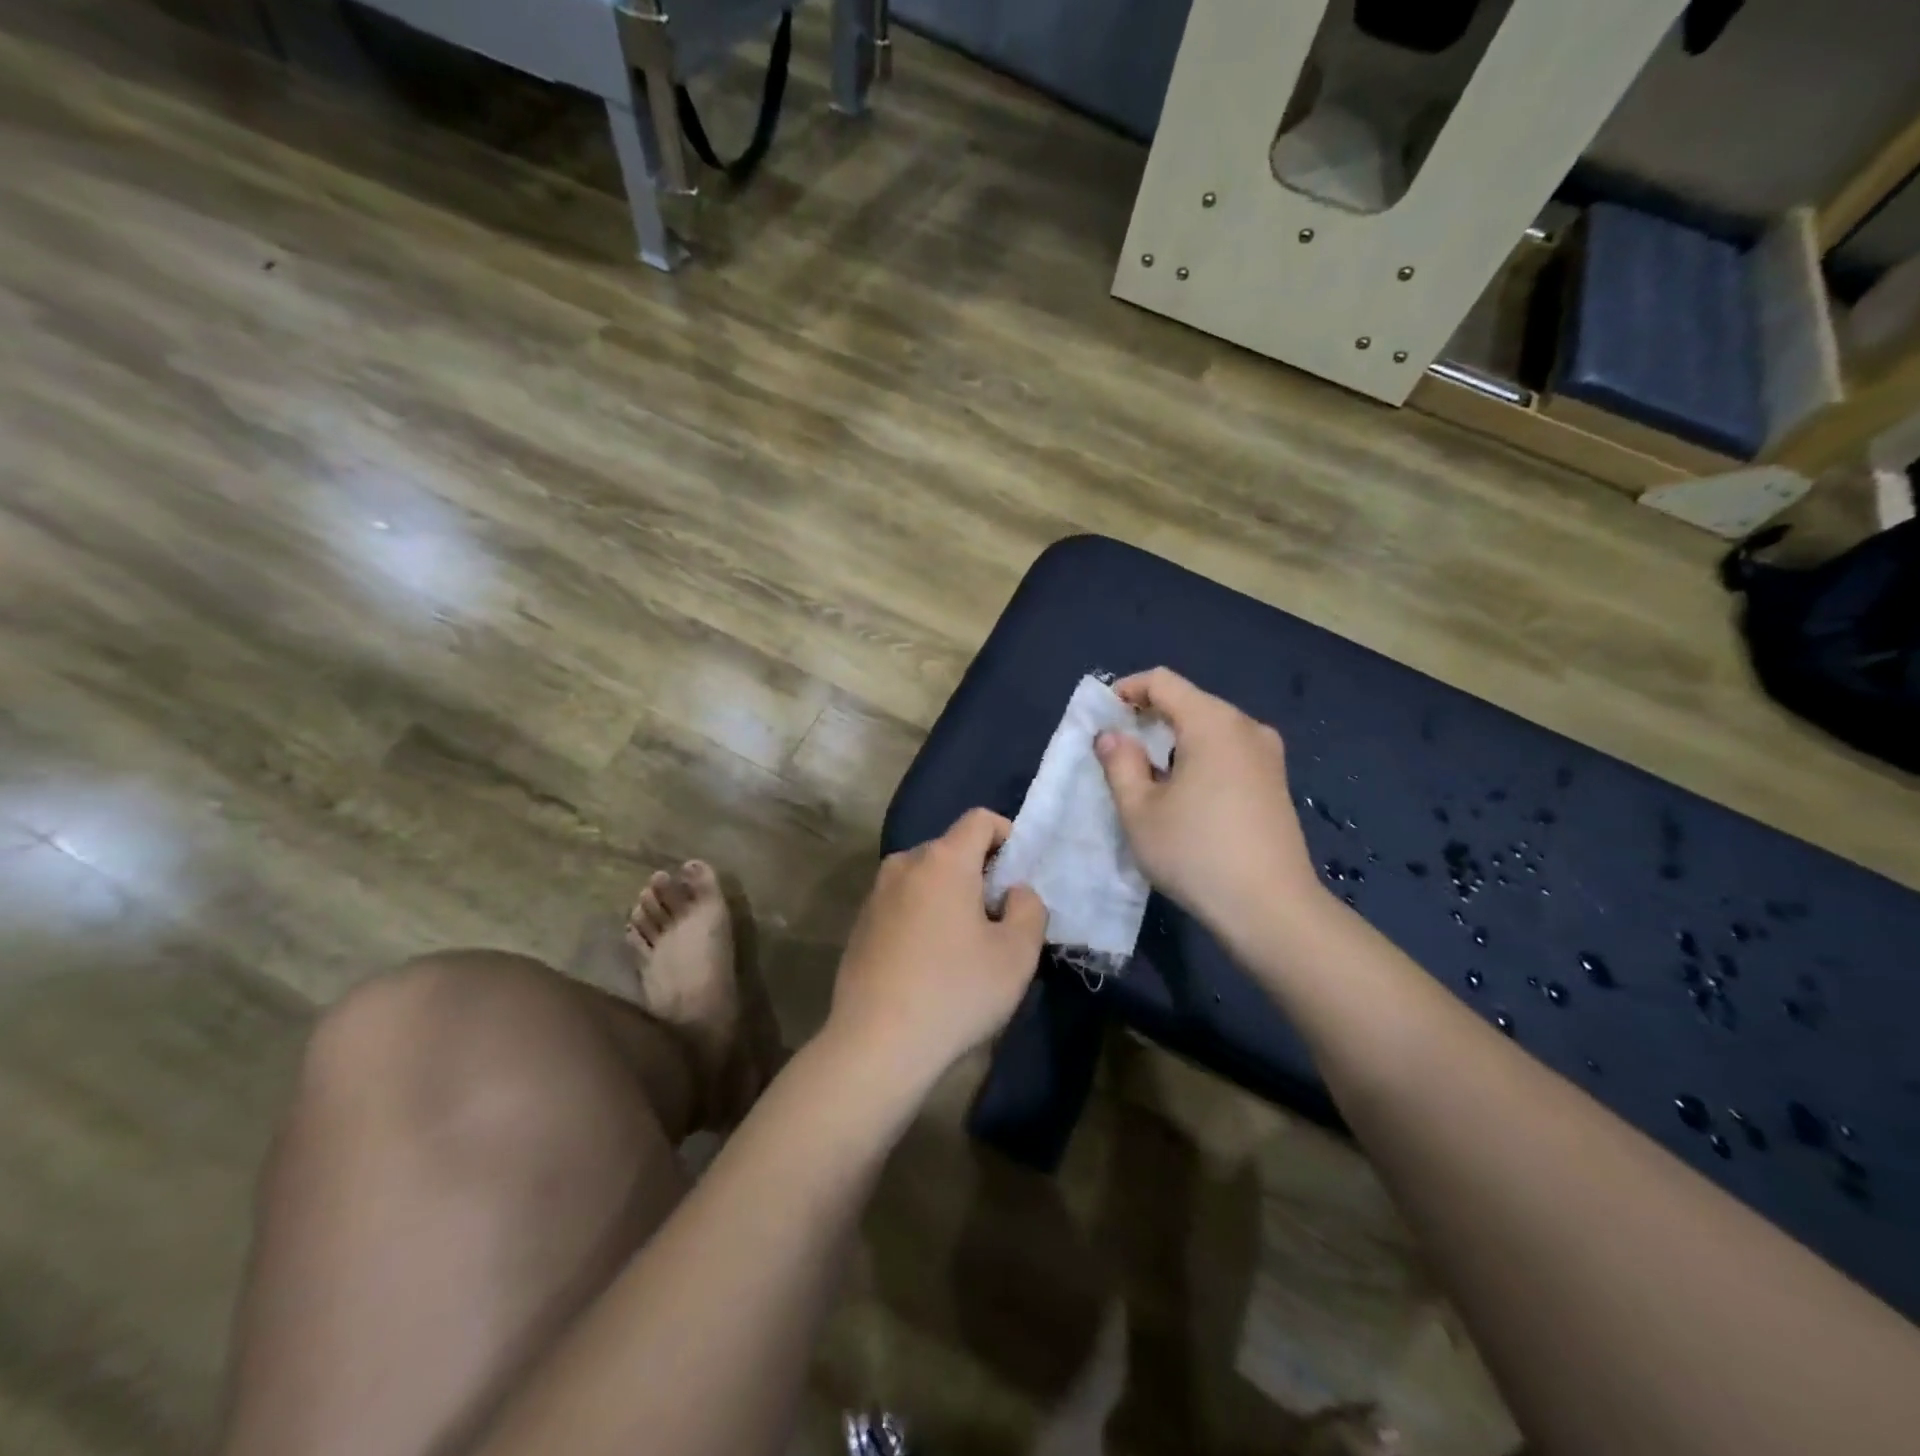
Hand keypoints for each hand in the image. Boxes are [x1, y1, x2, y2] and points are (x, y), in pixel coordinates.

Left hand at [828, 809, 1047, 1092]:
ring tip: (964, 944)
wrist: (876, 1044)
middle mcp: (903, 864)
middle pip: (951, 849)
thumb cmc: (956, 992)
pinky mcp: (860, 924)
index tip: (1019, 877)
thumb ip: (1029, 908)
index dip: (1008, 836)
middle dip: (980, 872)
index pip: (980, 819)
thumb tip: (1014, 892)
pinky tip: (929, 963)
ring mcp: (876, 894)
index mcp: (942, 860)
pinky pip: (903, 903)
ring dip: (950, 896)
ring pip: (925, 877)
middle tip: (998, 918)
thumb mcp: (1017, 954)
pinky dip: (923, 915)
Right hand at [1094, 668, 1319, 936]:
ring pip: (1210, 727)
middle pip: (1189, 701)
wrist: (1271, 909)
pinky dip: (1199, 756)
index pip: (1163, 681)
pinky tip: (1185, 792)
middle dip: (1149, 716)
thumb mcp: (1139, 811)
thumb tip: (1112, 736)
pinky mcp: (1276, 780)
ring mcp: (1267, 754)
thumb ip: (1120, 764)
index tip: (1102, 718)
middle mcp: (1245, 727)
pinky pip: (1229, 749)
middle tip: (1118, 749)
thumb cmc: (1196, 853)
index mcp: (1213, 723)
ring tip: (1148, 774)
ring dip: (1174, 739)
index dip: (1126, 690)